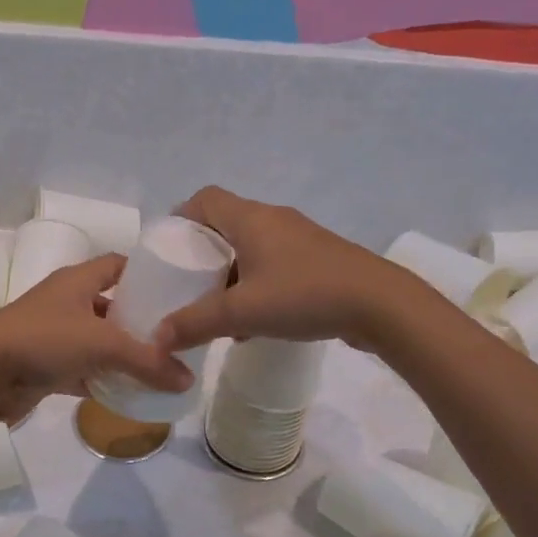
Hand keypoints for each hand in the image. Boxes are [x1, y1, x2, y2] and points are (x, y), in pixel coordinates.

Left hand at [0, 255, 192, 422]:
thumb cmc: (44, 339)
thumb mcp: (103, 344)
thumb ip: (148, 362)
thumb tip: (187, 380)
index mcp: (78, 281)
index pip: (119, 265)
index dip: (146, 273)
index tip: (176, 291)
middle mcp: (68, 303)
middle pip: (114, 306)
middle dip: (142, 322)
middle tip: (177, 338)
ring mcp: (57, 336)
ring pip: (101, 342)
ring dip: (125, 355)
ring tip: (163, 368)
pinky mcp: (49, 367)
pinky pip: (87, 371)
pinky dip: (106, 381)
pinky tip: (134, 394)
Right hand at [155, 187, 414, 353]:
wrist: (380, 305)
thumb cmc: (304, 295)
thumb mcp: (241, 312)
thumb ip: (195, 323)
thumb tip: (157, 338)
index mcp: (251, 218)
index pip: (205, 199)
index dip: (181, 217)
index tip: (168, 249)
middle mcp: (274, 220)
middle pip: (226, 224)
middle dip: (203, 253)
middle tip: (186, 283)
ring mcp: (300, 240)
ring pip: (251, 249)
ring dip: (230, 274)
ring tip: (216, 309)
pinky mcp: (319, 261)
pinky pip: (274, 266)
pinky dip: (256, 286)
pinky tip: (254, 323)